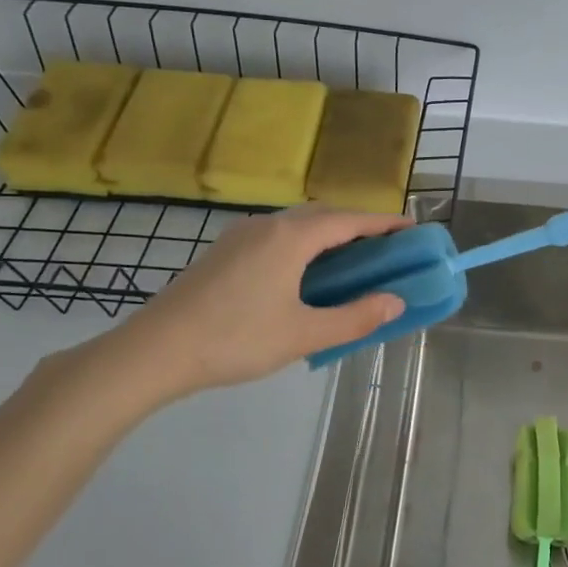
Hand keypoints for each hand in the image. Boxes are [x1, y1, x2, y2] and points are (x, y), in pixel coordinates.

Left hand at [94, 207, 407, 405]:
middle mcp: (267, 225)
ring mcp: (241, 236)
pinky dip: (304, 244)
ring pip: (297, 224)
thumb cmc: (235, 339)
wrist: (154, 351)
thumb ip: (354, 318)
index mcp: (291, 237)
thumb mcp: (303, 334)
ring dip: (329, 234)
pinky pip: (277, 236)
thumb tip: (395, 302)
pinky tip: (304, 274)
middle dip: (359, 226)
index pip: (351, 220)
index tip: (413, 228)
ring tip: (350, 261)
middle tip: (385, 249)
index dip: (385, 223)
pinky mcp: (224, 252)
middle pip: (324, 214)